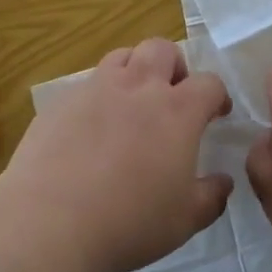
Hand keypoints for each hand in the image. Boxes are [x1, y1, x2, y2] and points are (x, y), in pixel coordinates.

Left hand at [0, 37, 232, 271]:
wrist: (49, 222)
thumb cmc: (128, 222)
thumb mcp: (184, 221)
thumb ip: (211, 197)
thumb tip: (223, 182)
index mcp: (176, 110)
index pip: (209, 83)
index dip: (217, 96)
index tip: (216, 114)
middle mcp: (138, 87)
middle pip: (162, 49)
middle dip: (174, 66)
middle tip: (172, 97)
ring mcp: (96, 89)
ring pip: (122, 56)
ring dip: (134, 71)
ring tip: (131, 105)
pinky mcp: (61, 102)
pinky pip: (86, 85)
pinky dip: (98, 98)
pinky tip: (90, 131)